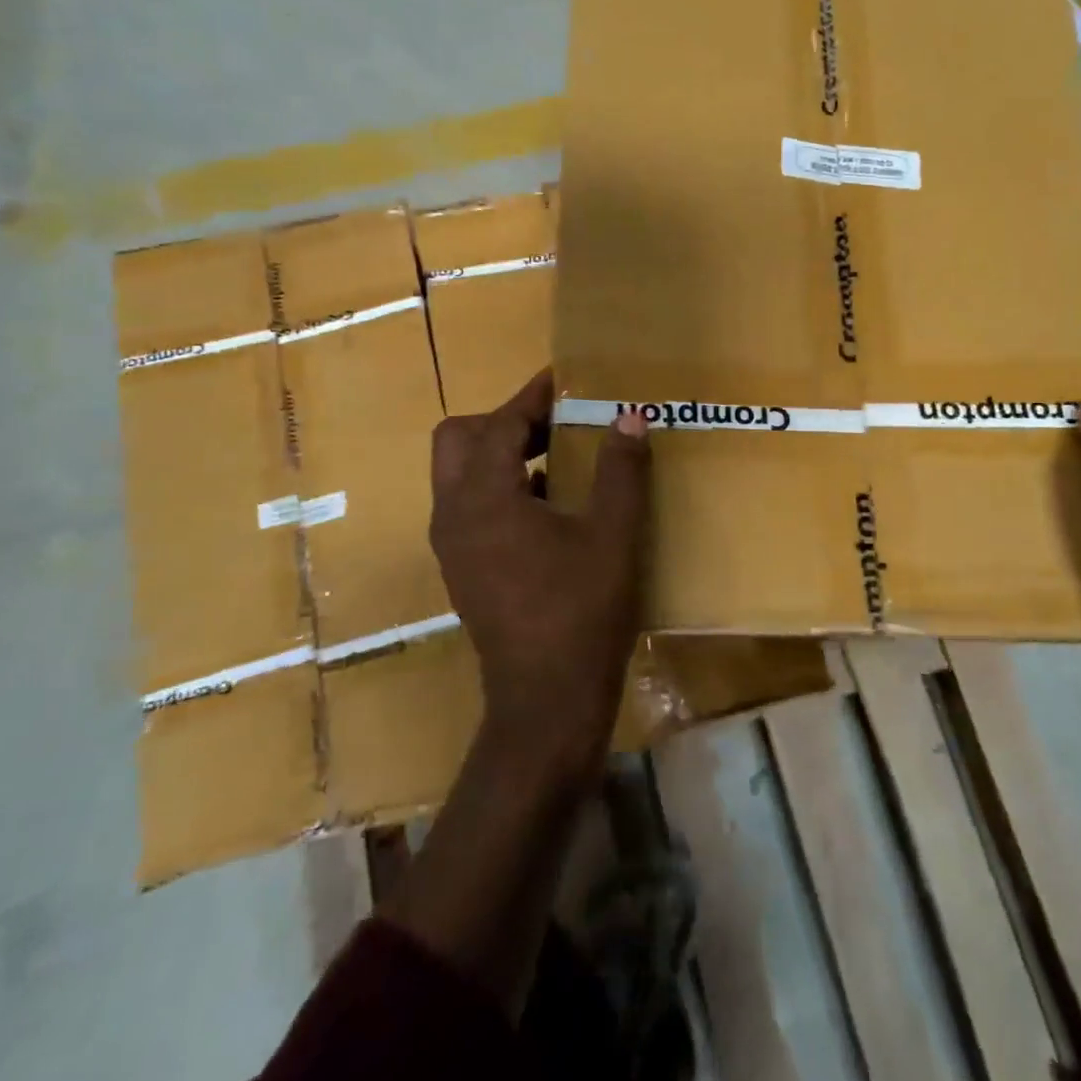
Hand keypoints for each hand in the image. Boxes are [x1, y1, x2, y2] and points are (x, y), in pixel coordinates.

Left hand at [429, 370, 651, 776]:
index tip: (564, 380)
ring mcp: (452, 545)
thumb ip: (620, 470)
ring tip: (555, 454)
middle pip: (459, 440)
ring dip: (500, 453)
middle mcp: (454, 514)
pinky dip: (499, 486)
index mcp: (484, 498)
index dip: (532, 397)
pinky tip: (547, 503)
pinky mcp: (461, 568)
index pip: (499, 424)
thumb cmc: (581, 612)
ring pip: (459, 474)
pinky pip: (469, 505)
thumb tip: (629, 417)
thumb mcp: (613, 535)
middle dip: (503, 420)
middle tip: (553, 422)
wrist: (546, 701)